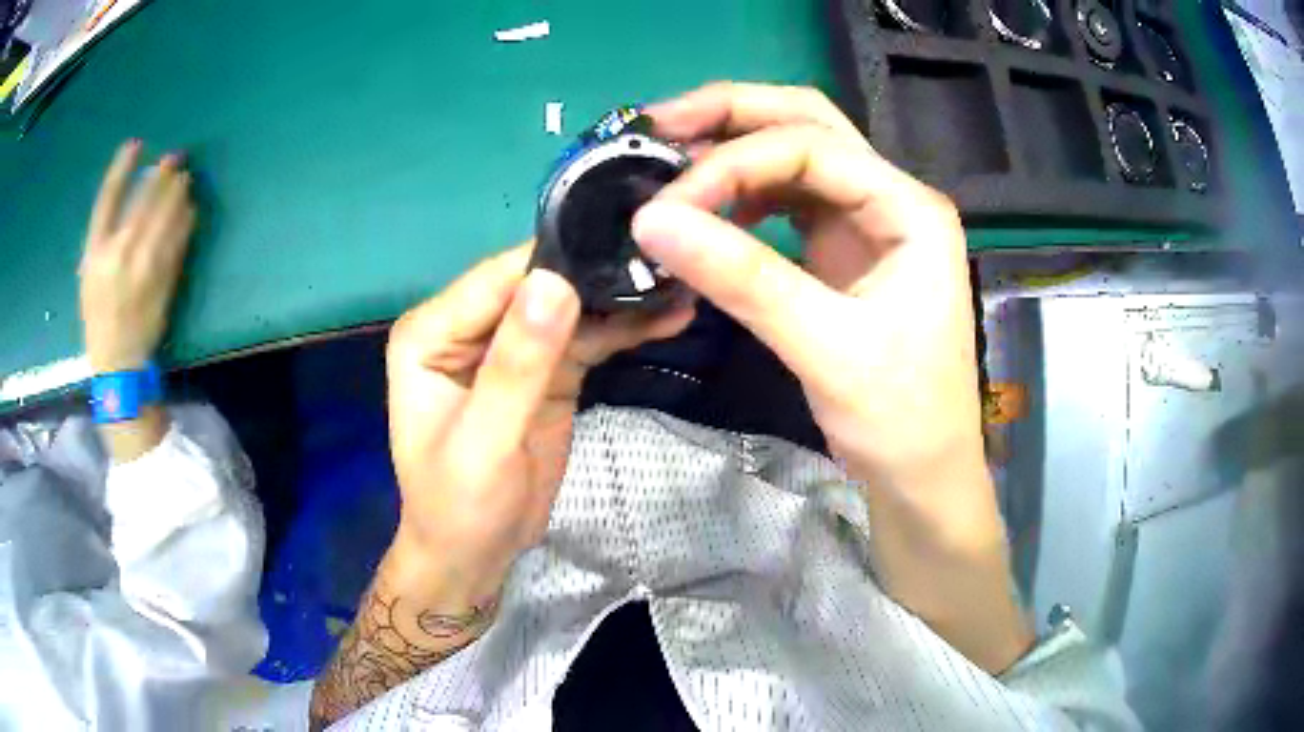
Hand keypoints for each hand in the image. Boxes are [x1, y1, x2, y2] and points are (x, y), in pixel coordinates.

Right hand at [80, 140, 194, 373]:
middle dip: (162, 174)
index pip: (107, 199)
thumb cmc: (99, 317)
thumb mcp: (89, 277)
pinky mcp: (163, 277)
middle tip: (176, 157)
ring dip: (178, 192)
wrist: (119, 361)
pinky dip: (186, 220)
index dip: (121, 169)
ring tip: (185, 178)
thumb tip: (126, 201)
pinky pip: (178, 239)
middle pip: (144, 200)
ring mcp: (143, 264)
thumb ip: (103, 240)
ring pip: (165, 215)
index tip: (135, 144)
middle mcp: (119, 253)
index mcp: (95, 252)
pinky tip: (191, 208)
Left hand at [313, 245, 691, 726]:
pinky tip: (669, 315)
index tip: (624, 243)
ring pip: (570, 307)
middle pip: (537, 284)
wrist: (476, 554)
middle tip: (666, 259)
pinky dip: (624, 330)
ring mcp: (510, 346)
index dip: (557, 260)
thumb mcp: (485, 442)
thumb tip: (554, 282)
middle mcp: (470, 327)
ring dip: (621, 299)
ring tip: (680, 282)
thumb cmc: (460, 506)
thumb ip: (517, 365)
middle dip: (597, 273)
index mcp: (432, 333)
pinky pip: (588, 338)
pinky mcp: (546, 369)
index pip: (497, 280)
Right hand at [635, 82, 980, 501]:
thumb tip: (648, 221)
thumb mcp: (824, 347)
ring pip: (795, 155)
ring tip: (669, 159)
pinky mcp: (845, 248)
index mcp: (909, 208)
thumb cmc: (898, 417)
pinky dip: (743, 193)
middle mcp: (891, 197)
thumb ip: (742, 278)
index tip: (666, 203)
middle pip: (808, 123)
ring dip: (733, 149)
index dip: (733, 162)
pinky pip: (788, 198)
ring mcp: (868, 220)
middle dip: (731, 115)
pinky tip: (708, 207)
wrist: (923, 473)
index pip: (812, 148)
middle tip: (658, 124)